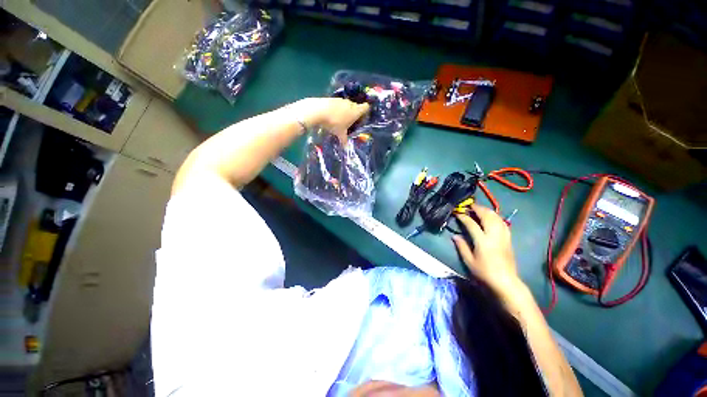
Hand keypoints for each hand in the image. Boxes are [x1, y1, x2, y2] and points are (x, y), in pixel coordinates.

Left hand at [299, 97, 369, 144]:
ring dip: (345, 111)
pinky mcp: (332, 98)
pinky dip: (337, 109)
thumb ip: (344, 140)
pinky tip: (332, 116)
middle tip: (351, 122)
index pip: (366, 107)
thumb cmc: (334, 123)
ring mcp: (341, 100)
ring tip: (341, 120)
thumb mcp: (340, 134)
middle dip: (355, 113)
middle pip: (356, 106)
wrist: (318, 111)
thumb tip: (346, 148)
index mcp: (356, 111)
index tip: (363, 117)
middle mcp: (350, 104)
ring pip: (347, 105)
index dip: (366, 111)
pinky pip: (338, 104)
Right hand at [452, 204, 522, 296]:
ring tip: (479, 209)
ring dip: (488, 211)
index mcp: (483, 241)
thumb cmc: (485, 272)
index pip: (472, 224)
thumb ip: (461, 247)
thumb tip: (455, 236)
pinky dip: (496, 217)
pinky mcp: (508, 239)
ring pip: (497, 218)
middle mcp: (494, 236)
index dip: (464, 217)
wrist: (506, 281)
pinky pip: (503, 223)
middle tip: (469, 206)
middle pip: (487, 217)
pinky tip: (492, 217)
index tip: (458, 213)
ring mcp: (503, 236)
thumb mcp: (469, 261)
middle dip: (478, 209)